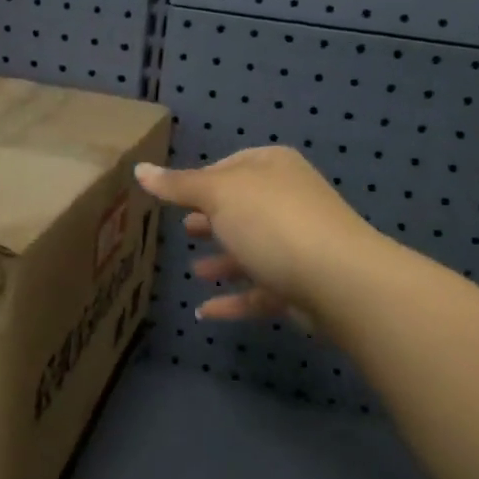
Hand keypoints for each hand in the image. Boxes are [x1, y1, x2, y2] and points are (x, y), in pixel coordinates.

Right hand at [135, 146, 377, 321]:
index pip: (231, 166)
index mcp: (273, 168)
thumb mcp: (218, 194)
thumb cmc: (272, 222)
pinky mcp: (302, 285)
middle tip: (183, 230)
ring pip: (254, 249)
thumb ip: (178, 185)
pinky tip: (204, 312)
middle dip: (213, 219)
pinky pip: (260, 290)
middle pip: (243, 208)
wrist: (338, 280)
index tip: (176, 197)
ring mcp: (299, 244)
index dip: (203, 180)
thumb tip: (139, 169)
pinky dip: (234, 299)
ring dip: (224, 261)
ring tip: (194, 271)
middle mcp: (290, 200)